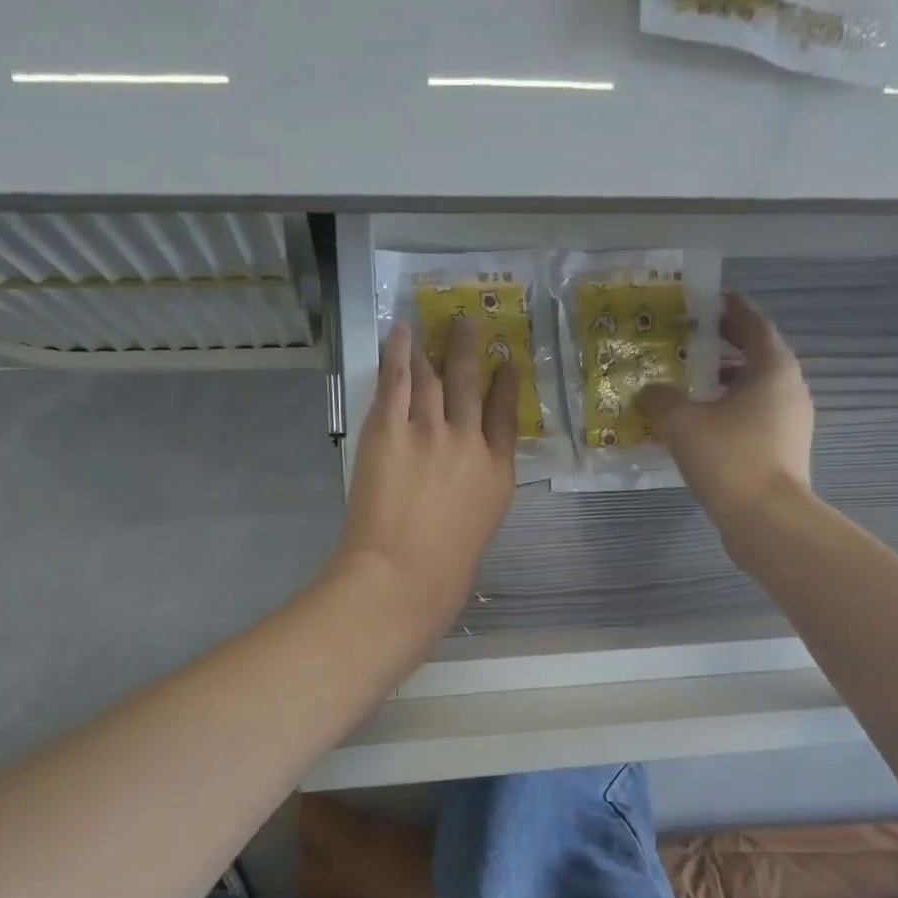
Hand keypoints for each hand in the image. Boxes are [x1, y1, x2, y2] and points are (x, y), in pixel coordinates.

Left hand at [329, 317, 519, 645]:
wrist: (404, 575)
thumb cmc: (444, 569)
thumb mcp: (478, 528)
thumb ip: (475, 493)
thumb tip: (463, 478)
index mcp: (497, 472)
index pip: (506, 417)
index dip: (507, 386)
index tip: (509, 363)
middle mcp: (469, 442)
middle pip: (472, 386)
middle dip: (473, 351)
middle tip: (473, 324)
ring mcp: (429, 432)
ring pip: (436, 377)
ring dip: (440, 345)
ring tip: (443, 322)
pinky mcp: (389, 429)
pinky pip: (397, 381)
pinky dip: (399, 353)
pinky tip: (402, 332)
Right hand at [641, 292, 814, 531]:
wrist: (768, 520)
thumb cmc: (730, 459)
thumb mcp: (682, 423)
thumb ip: (660, 400)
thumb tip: (649, 393)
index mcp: (772, 368)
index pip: (753, 323)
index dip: (730, 308)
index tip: (707, 300)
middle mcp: (789, 389)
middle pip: (756, 355)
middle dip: (723, 346)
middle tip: (688, 341)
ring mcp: (790, 422)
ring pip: (755, 389)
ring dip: (724, 382)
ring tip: (688, 384)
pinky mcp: (783, 450)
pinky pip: (754, 417)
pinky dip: (729, 411)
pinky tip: (700, 426)